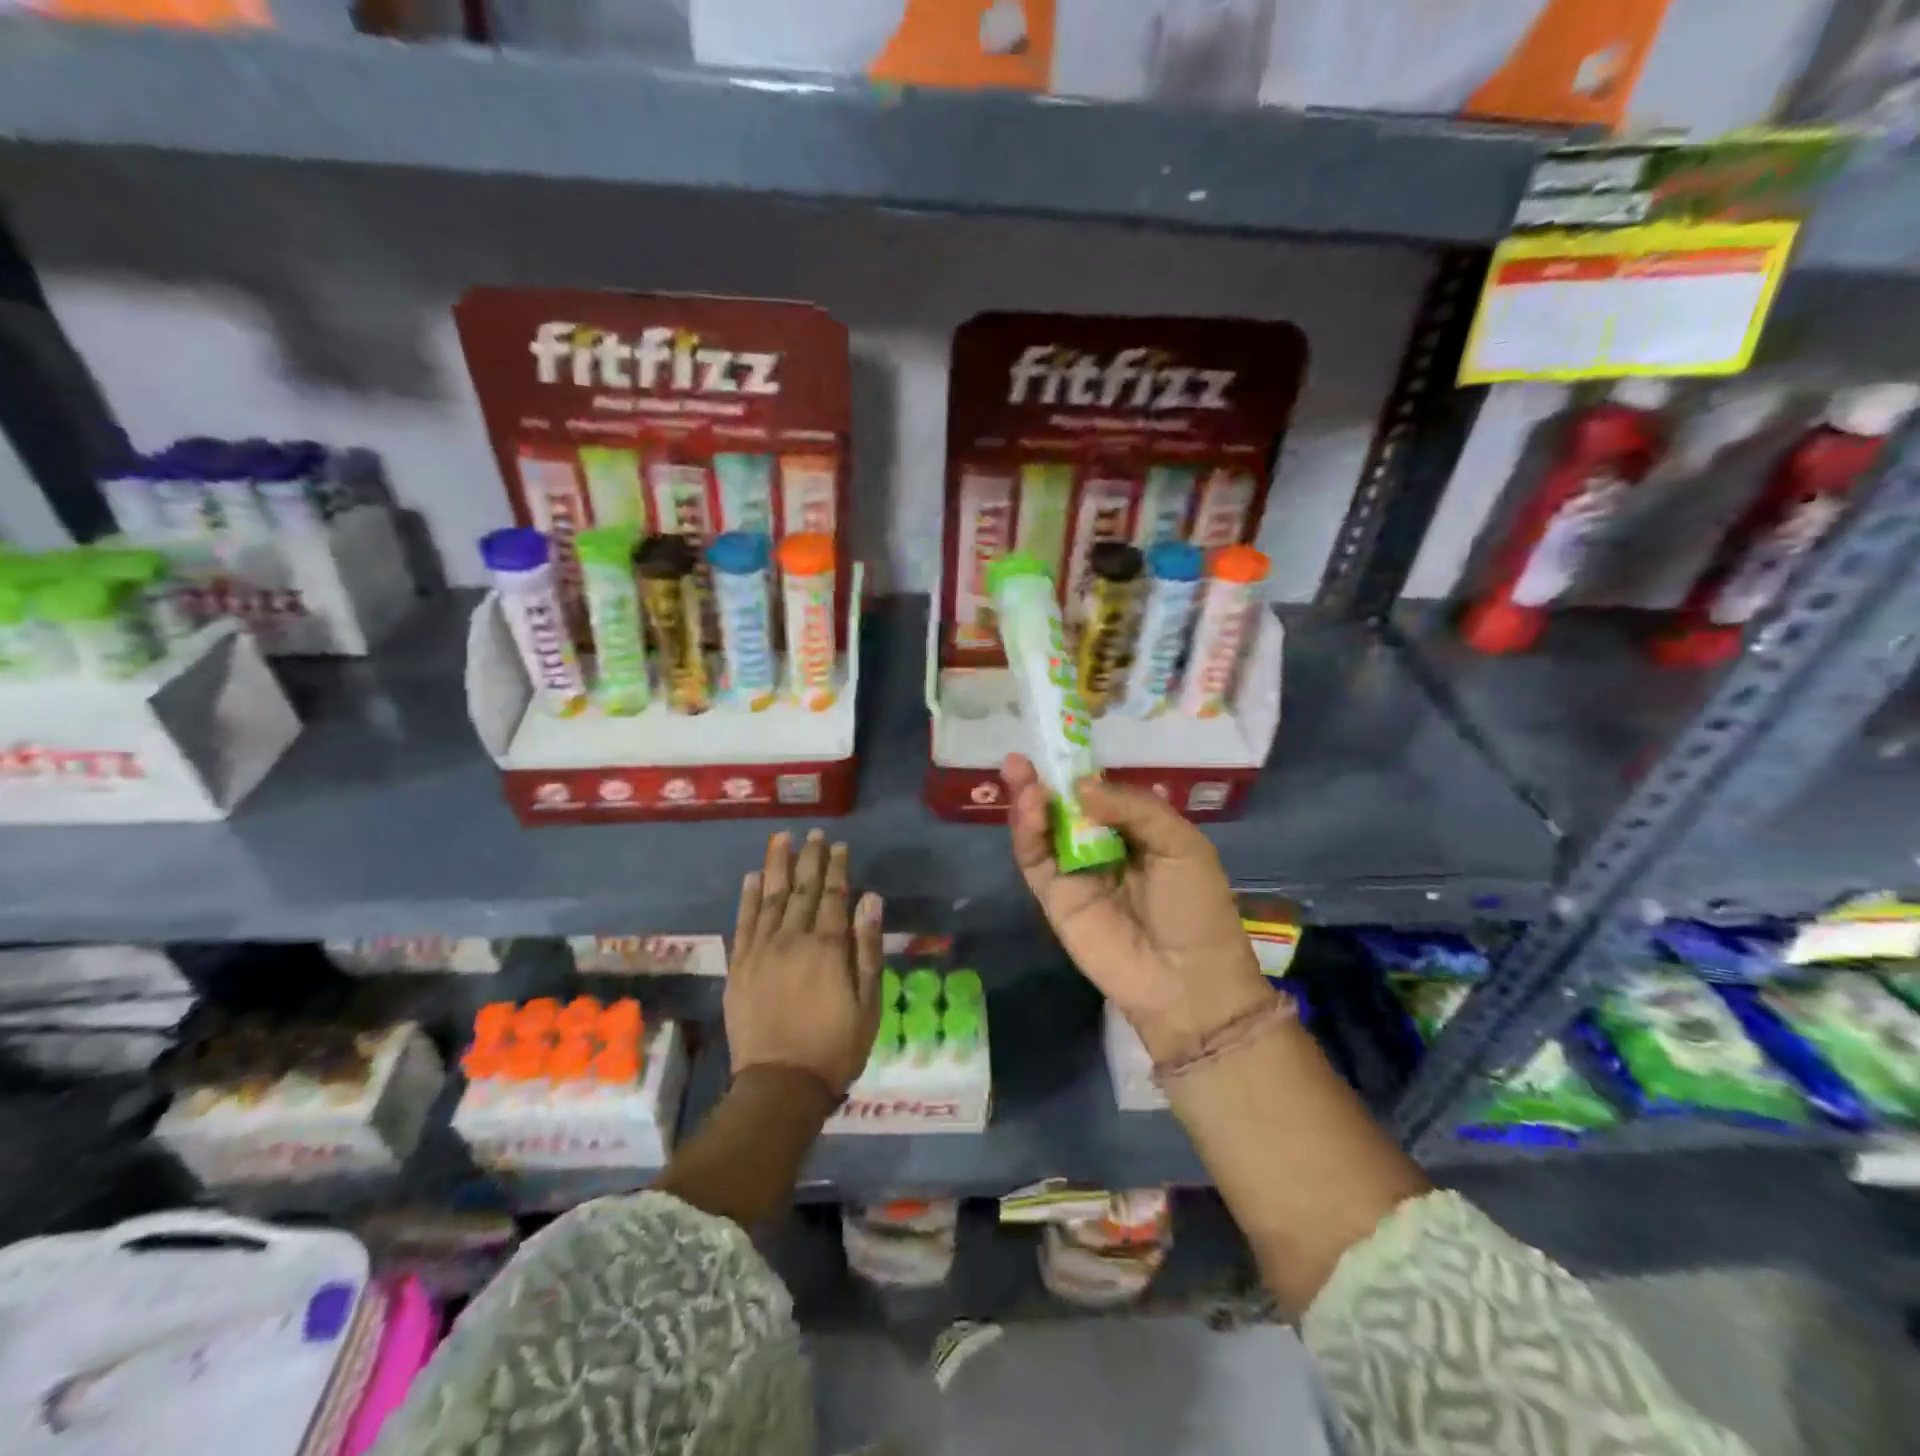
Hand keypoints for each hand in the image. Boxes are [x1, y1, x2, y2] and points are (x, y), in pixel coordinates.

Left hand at [728, 829, 884, 1095]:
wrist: (780, 1085)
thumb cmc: (835, 1046)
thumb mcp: (868, 1002)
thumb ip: (867, 947)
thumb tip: (869, 898)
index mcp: (827, 947)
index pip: (833, 895)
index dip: (837, 868)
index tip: (839, 845)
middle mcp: (792, 939)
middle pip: (801, 889)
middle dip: (809, 859)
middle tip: (813, 834)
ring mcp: (761, 951)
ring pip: (770, 897)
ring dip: (777, 866)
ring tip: (781, 839)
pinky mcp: (739, 966)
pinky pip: (743, 922)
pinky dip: (748, 897)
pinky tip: (753, 877)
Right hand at [1003, 754, 1271, 1062]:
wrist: (1187, 981)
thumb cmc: (1195, 908)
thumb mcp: (1181, 843)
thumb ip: (1133, 807)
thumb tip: (1081, 787)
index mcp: (1137, 835)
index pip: (1100, 796)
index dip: (1079, 774)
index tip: (1060, 748)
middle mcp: (1101, 850)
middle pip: (1064, 810)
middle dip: (1044, 782)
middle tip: (1023, 758)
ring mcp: (1074, 874)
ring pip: (1043, 831)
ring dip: (1029, 801)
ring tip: (1022, 775)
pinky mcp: (1054, 899)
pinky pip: (1035, 860)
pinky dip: (1026, 832)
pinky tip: (1030, 806)